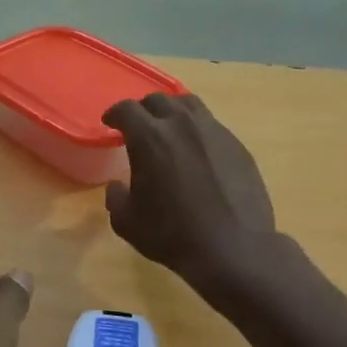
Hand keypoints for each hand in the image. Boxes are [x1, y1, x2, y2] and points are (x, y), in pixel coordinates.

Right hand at [103, 93, 276, 287]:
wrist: (232, 247)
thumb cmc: (172, 235)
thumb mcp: (127, 222)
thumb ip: (116, 198)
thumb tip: (117, 186)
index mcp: (150, 137)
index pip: (126, 109)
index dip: (114, 113)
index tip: (110, 122)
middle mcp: (182, 124)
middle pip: (159, 100)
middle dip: (144, 110)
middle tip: (139, 126)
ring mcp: (214, 131)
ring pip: (189, 105)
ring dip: (173, 112)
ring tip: (170, 129)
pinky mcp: (237, 145)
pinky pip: (212, 126)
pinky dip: (198, 131)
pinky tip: (197, 152)